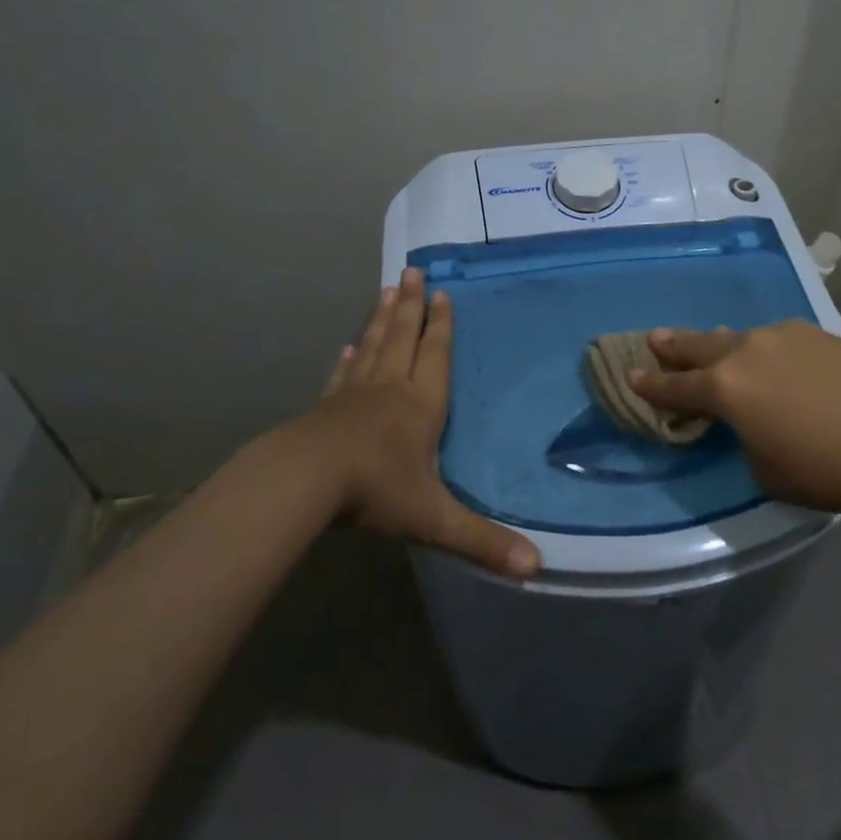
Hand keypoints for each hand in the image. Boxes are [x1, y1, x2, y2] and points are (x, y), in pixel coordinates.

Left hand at [306, 268, 540, 578]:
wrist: (305, 482)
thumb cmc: (375, 491)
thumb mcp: (434, 519)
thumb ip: (482, 541)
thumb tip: (536, 568)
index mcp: (420, 406)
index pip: (436, 355)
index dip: (442, 325)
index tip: (443, 293)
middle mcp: (390, 389)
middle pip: (403, 337)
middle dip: (411, 306)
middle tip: (412, 270)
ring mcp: (354, 394)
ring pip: (372, 346)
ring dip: (381, 318)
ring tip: (386, 289)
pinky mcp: (325, 406)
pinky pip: (342, 373)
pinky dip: (348, 356)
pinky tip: (347, 345)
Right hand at [626, 320, 840, 520]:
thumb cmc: (822, 469)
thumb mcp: (762, 468)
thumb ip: (741, 436)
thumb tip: (747, 418)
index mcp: (724, 388)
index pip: (675, 387)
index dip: (650, 385)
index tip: (630, 375)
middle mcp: (745, 352)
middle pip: (698, 346)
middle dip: (673, 346)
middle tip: (655, 339)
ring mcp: (781, 336)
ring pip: (738, 338)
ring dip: (721, 345)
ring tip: (712, 346)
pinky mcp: (813, 333)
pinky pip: (776, 340)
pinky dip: (765, 350)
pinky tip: (775, 361)